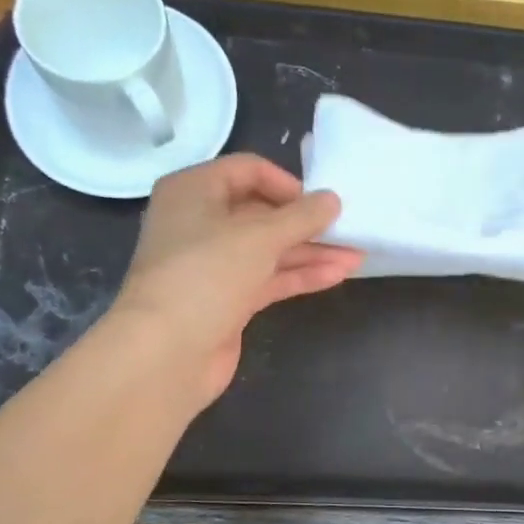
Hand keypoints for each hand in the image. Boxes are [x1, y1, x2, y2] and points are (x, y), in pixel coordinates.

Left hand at [112, 154, 363, 405]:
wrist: (167, 352)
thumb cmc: (206, 276)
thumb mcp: (259, 237)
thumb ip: (301, 217)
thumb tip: (333, 200)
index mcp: (194, 191)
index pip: (248, 170)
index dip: (288, 184)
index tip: (321, 204)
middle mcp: (200, 222)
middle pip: (262, 212)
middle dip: (307, 223)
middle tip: (348, 230)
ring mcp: (214, 264)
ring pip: (269, 250)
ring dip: (311, 252)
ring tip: (356, 256)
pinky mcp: (228, 299)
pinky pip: (269, 278)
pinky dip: (300, 275)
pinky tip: (336, 275)